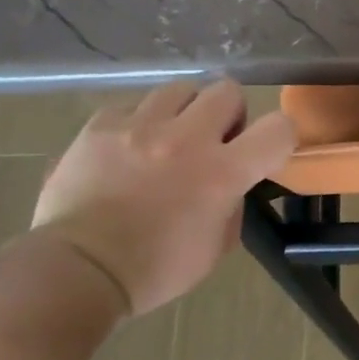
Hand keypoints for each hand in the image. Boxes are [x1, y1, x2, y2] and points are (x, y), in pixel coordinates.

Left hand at [31, 79, 295, 315]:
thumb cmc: (156, 269)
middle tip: (213, 142)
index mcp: (223, 172)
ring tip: (169, 139)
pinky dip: (139, 122)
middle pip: (228, 91)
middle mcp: (186, 138)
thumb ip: (233, 202)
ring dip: (185, 112)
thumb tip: (231, 182)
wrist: (78, 271)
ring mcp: (140, 127)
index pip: (278, 127)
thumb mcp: (217, 245)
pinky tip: (129, 148)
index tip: (264, 152)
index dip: (280, 135)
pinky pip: (132, 105)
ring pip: (180, 89)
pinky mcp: (100, 126)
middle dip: (228, 115)